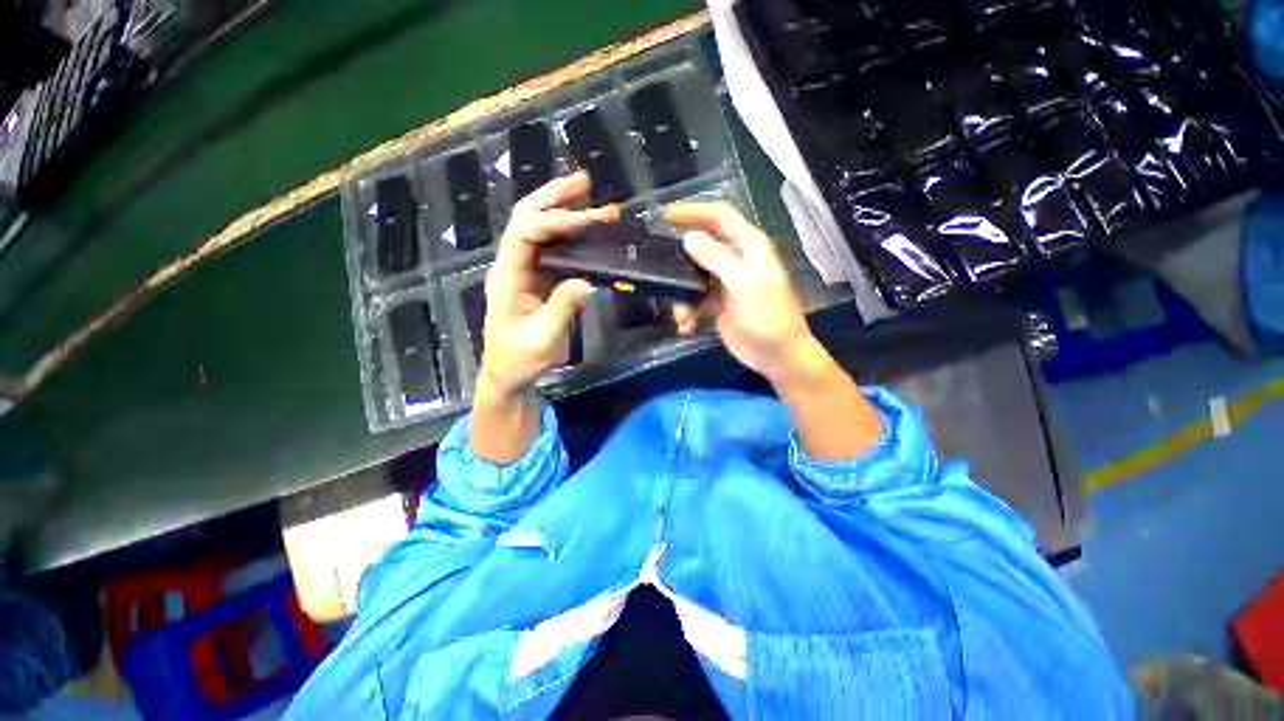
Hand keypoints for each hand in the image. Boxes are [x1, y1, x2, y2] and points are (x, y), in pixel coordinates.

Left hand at [478, 172, 617, 399]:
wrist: (509, 375)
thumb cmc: (519, 360)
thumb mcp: (541, 340)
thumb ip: (561, 308)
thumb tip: (586, 281)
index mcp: (507, 277)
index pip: (526, 232)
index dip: (555, 220)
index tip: (588, 221)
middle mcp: (514, 266)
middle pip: (528, 218)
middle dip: (555, 197)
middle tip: (585, 182)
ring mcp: (526, 272)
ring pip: (543, 232)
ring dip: (567, 213)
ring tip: (595, 202)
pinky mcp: (539, 281)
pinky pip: (555, 252)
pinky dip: (573, 239)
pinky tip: (590, 233)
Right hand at [666, 202, 881, 460]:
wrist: (776, 355)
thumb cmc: (767, 317)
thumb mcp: (744, 285)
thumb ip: (717, 259)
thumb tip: (689, 237)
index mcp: (748, 246)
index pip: (719, 216)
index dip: (693, 211)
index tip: (664, 216)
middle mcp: (734, 259)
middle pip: (701, 246)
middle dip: (679, 258)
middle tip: (657, 265)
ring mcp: (724, 282)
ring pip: (692, 276)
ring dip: (681, 294)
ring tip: (680, 314)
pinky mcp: (716, 303)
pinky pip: (693, 299)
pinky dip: (687, 312)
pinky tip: (686, 326)